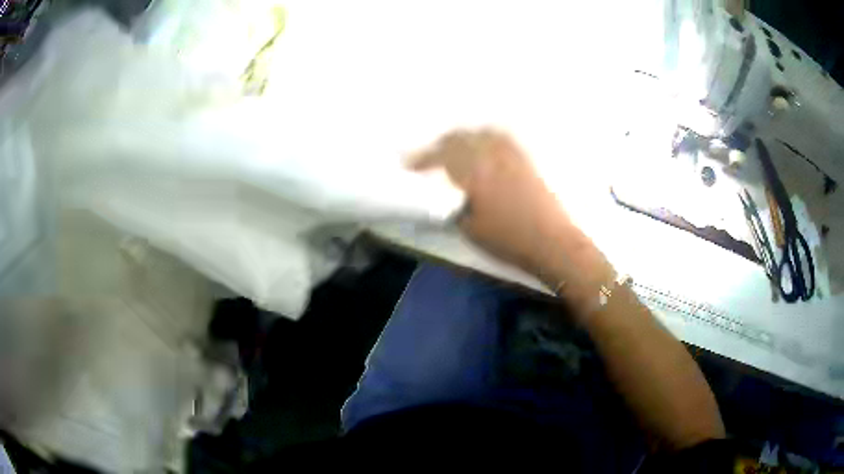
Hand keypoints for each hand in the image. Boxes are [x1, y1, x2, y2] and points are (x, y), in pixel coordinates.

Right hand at [409, 129, 606, 287]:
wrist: (552, 242)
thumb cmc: (508, 239)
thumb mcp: (470, 229)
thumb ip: (452, 208)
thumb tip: (442, 197)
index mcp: (474, 172)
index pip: (440, 156)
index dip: (422, 159)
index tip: (409, 165)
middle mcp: (491, 155)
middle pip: (459, 138)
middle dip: (440, 145)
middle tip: (430, 157)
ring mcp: (511, 154)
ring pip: (481, 133)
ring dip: (463, 137)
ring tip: (454, 147)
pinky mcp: (525, 159)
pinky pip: (501, 138)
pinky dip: (486, 137)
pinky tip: (484, 145)